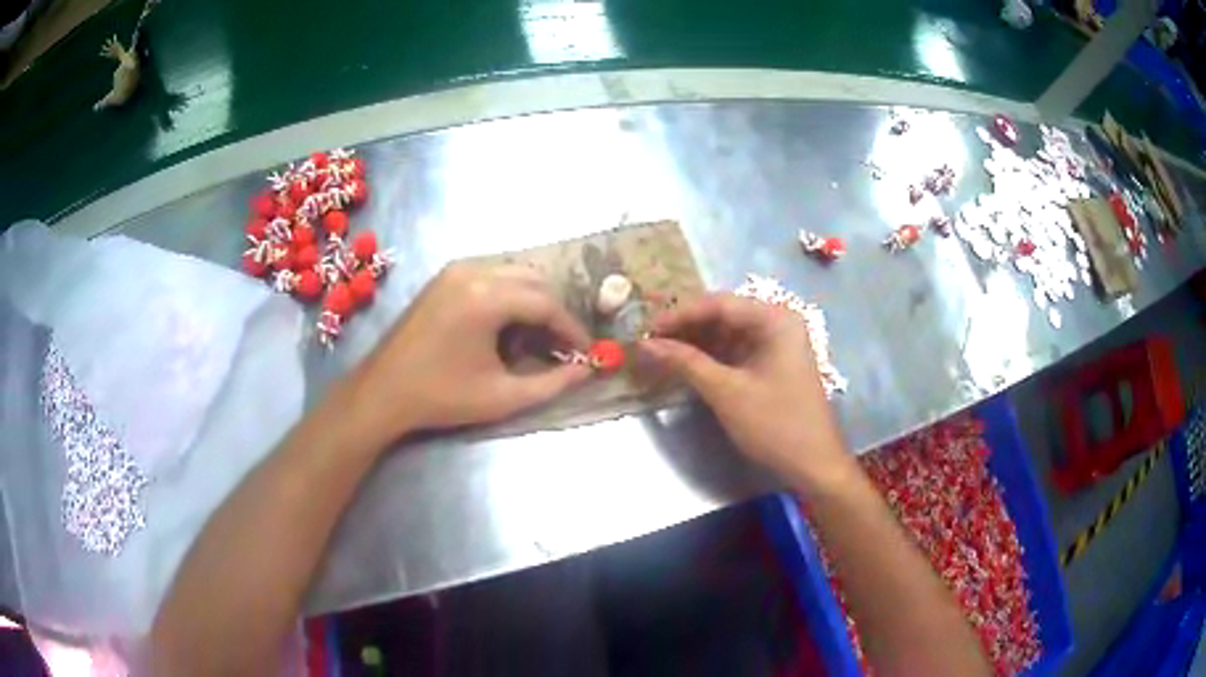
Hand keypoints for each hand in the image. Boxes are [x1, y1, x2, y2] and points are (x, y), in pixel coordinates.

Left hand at [344, 263, 591, 444]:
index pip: (546, 303)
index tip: (586, 352)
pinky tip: (503, 328)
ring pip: (513, 273)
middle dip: (553, 313)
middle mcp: (472, 271)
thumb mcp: (502, 396)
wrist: (383, 392)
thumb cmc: (441, 397)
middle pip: (533, 280)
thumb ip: (552, 383)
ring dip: (531, 302)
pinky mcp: (443, 278)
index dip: (571, 328)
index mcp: (485, 297)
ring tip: (533, 340)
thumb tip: (586, 370)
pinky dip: (508, 296)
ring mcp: (454, 270)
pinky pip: (491, 275)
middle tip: (561, 347)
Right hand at [640, 293, 850, 487]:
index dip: (679, 315)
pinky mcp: (772, 364)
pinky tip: (686, 366)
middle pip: (723, 316)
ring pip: (727, 334)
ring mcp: (776, 344)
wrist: (813, 464)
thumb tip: (645, 345)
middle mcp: (777, 322)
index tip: (646, 330)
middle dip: (686, 329)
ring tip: (661, 354)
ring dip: (695, 344)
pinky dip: (710, 358)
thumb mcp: (727, 392)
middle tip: (650, 343)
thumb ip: (685, 363)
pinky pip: (735, 351)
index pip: (718, 304)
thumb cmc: (775, 424)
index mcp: (774, 319)